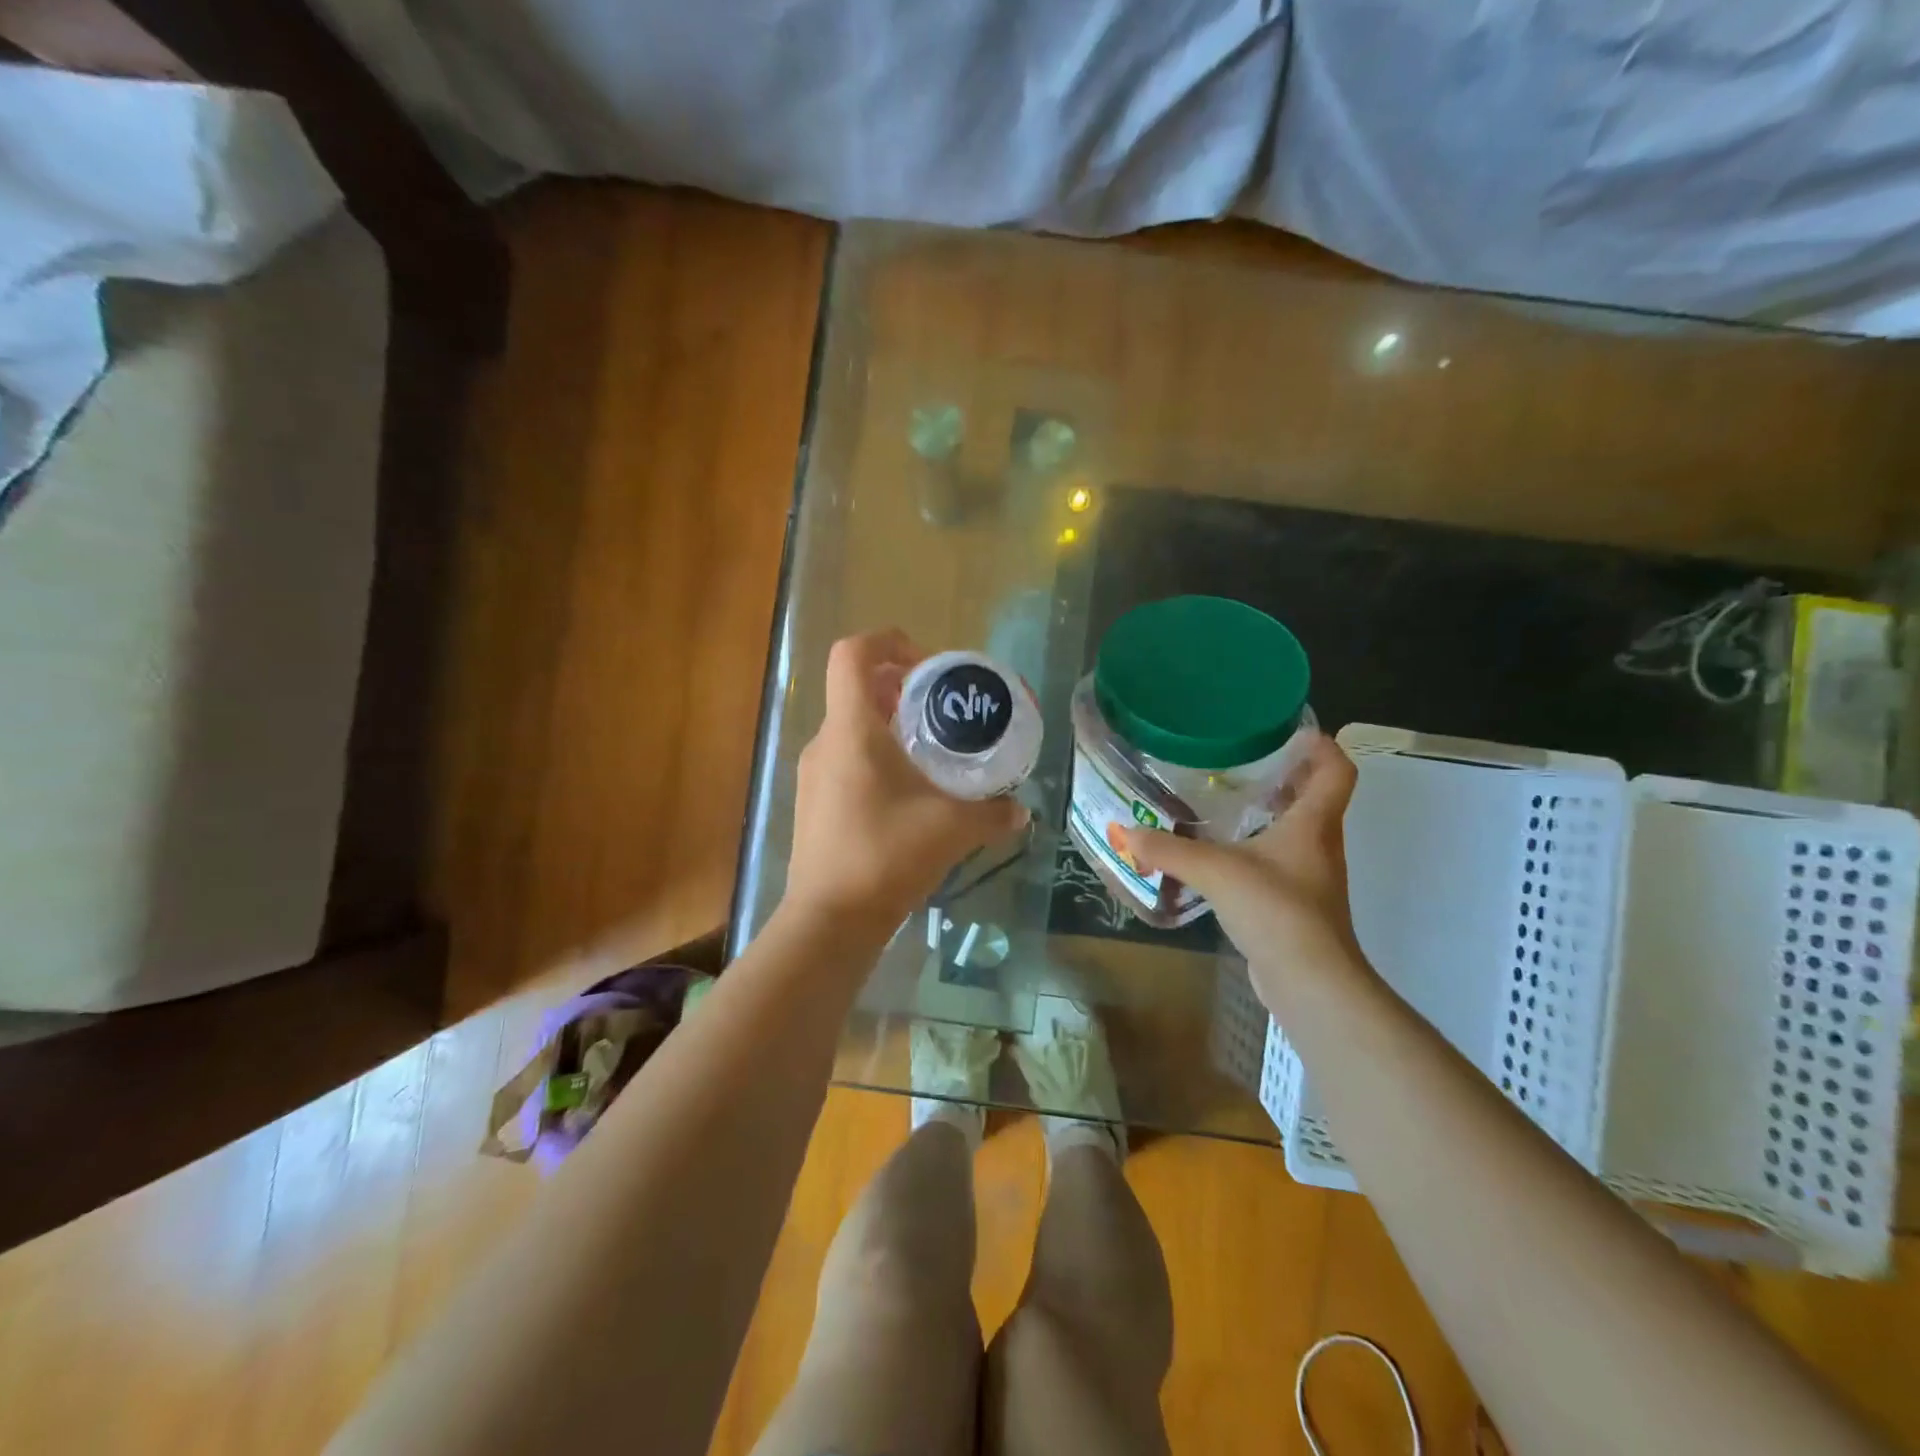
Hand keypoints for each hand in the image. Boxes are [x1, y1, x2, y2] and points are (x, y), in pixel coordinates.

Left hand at [784, 631, 1028, 937]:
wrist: (829, 920)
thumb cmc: (886, 856)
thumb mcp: (952, 829)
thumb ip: (992, 813)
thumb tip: (1020, 810)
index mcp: (851, 730)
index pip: (852, 655)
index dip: (889, 642)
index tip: (929, 666)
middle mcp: (825, 742)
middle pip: (857, 689)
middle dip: (901, 688)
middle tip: (944, 711)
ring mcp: (813, 773)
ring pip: (851, 726)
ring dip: (890, 726)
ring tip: (933, 753)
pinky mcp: (814, 802)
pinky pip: (845, 758)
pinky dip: (876, 757)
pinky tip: (909, 793)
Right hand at [1122, 732, 1366, 1006]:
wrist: (1310, 982)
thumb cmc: (1275, 910)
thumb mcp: (1215, 871)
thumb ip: (1168, 849)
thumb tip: (1125, 831)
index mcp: (1313, 824)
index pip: (1336, 770)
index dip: (1321, 746)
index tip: (1290, 731)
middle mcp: (1319, 844)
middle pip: (1315, 797)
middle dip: (1285, 775)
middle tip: (1241, 760)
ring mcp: (1310, 876)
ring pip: (1295, 830)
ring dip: (1269, 812)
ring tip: (1224, 800)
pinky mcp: (1295, 904)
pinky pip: (1278, 860)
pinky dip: (1256, 847)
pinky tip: (1221, 853)